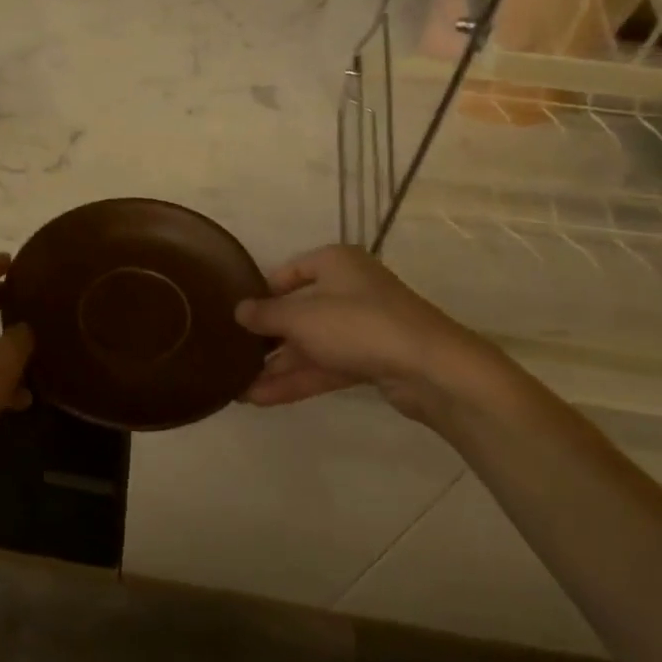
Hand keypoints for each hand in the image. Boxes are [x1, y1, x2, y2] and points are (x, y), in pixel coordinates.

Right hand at [234, 245, 493, 423]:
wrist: (429, 367)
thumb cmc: (358, 324)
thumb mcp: (301, 317)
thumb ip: (265, 315)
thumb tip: (238, 310)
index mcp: (335, 263)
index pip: (290, 272)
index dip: (262, 293)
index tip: (237, 315)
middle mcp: (348, 289)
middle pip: (299, 312)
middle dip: (266, 339)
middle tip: (232, 356)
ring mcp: (361, 327)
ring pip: (310, 345)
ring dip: (276, 367)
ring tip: (237, 388)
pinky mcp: (370, 359)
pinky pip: (325, 366)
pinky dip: (297, 380)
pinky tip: (260, 398)